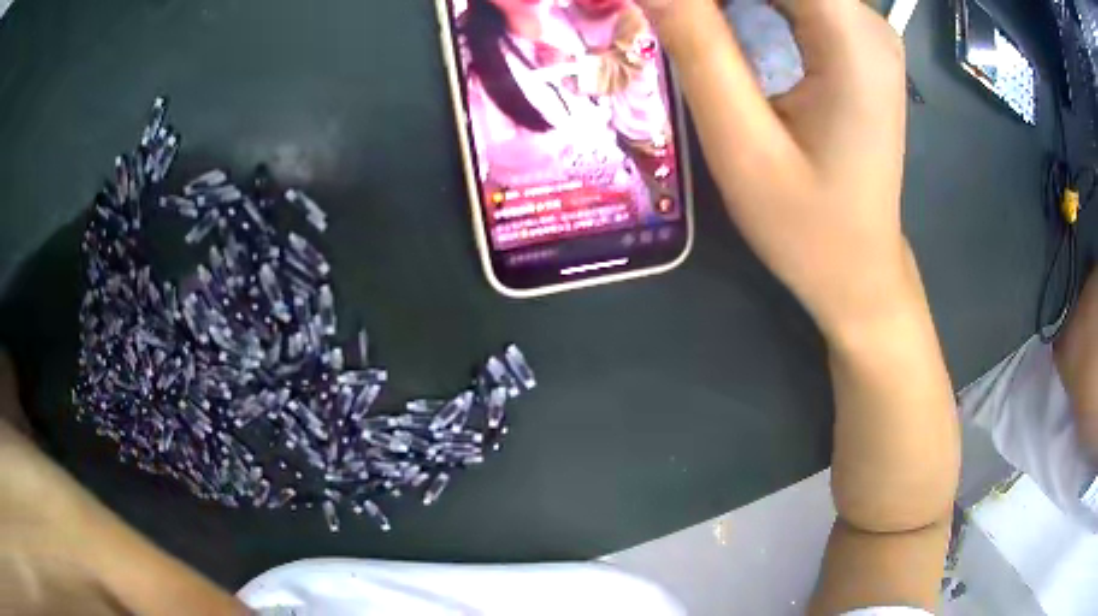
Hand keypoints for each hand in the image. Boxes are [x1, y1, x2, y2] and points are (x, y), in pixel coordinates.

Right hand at [638, 0, 911, 337]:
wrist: (859, 270)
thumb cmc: (808, 226)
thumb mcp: (743, 144)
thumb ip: (699, 49)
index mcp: (853, 38)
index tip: (671, 11)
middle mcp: (867, 23)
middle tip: (671, 20)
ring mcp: (865, 33)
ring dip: (727, 3)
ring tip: (688, 26)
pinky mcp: (856, 47)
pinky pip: (794, 1)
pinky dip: (748, 5)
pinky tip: (719, 27)